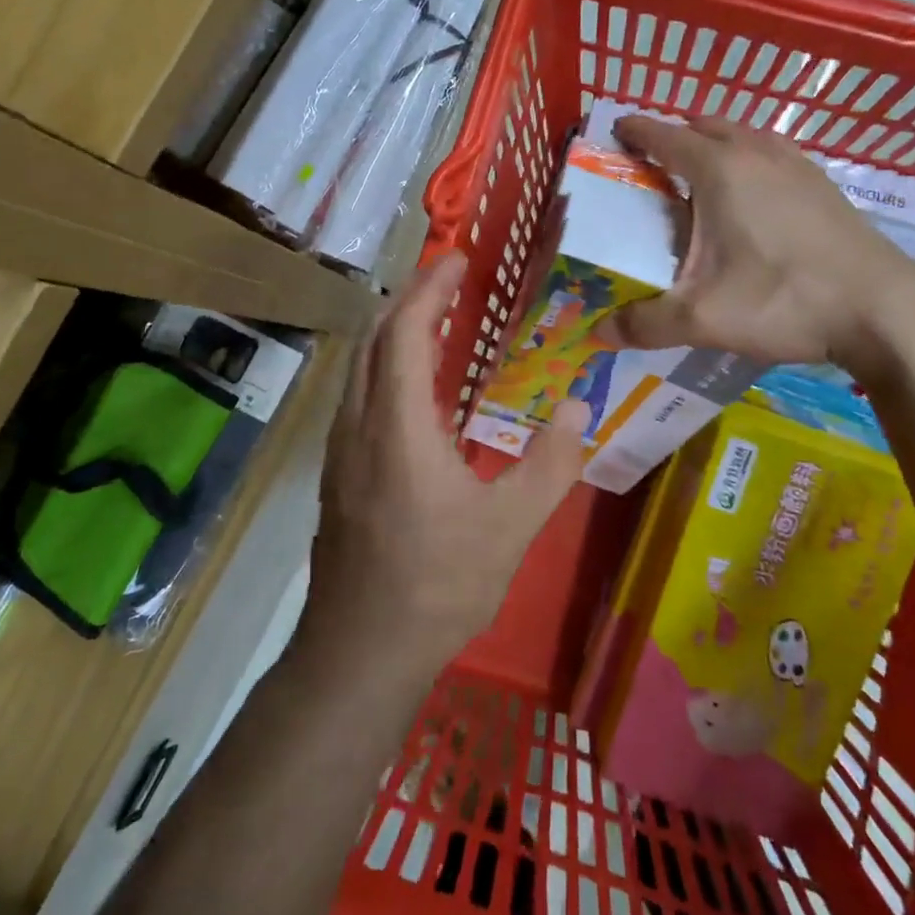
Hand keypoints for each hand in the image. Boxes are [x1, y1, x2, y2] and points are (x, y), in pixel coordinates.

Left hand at [309, 252, 590, 670]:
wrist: (358, 653)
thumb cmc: (436, 586)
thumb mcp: (510, 527)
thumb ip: (550, 464)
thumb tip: (576, 410)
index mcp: (397, 425)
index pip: (406, 332)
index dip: (429, 289)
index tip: (457, 260)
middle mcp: (359, 424)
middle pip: (375, 338)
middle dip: (410, 299)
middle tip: (451, 281)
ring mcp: (341, 449)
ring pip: (361, 366)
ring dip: (394, 331)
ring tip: (437, 320)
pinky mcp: (338, 472)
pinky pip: (360, 394)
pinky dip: (387, 365)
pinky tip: (418, 389)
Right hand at [594, 115, 914, 379]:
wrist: (882, 309)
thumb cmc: (783, 300)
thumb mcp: (703, 319)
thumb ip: (645, 324)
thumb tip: (598, 334)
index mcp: (719, 170)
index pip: (665, 135)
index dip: (635, 131)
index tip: (615, 131)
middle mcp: (756, 153)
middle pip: (705, 125)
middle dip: (674, 135)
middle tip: (652, 163)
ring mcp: (796, 164)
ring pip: (744, 135)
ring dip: (715, 143)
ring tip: (699, 177)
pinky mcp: (823, 184)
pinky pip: (772, 153)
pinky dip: (749, 158)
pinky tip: (753, 197)